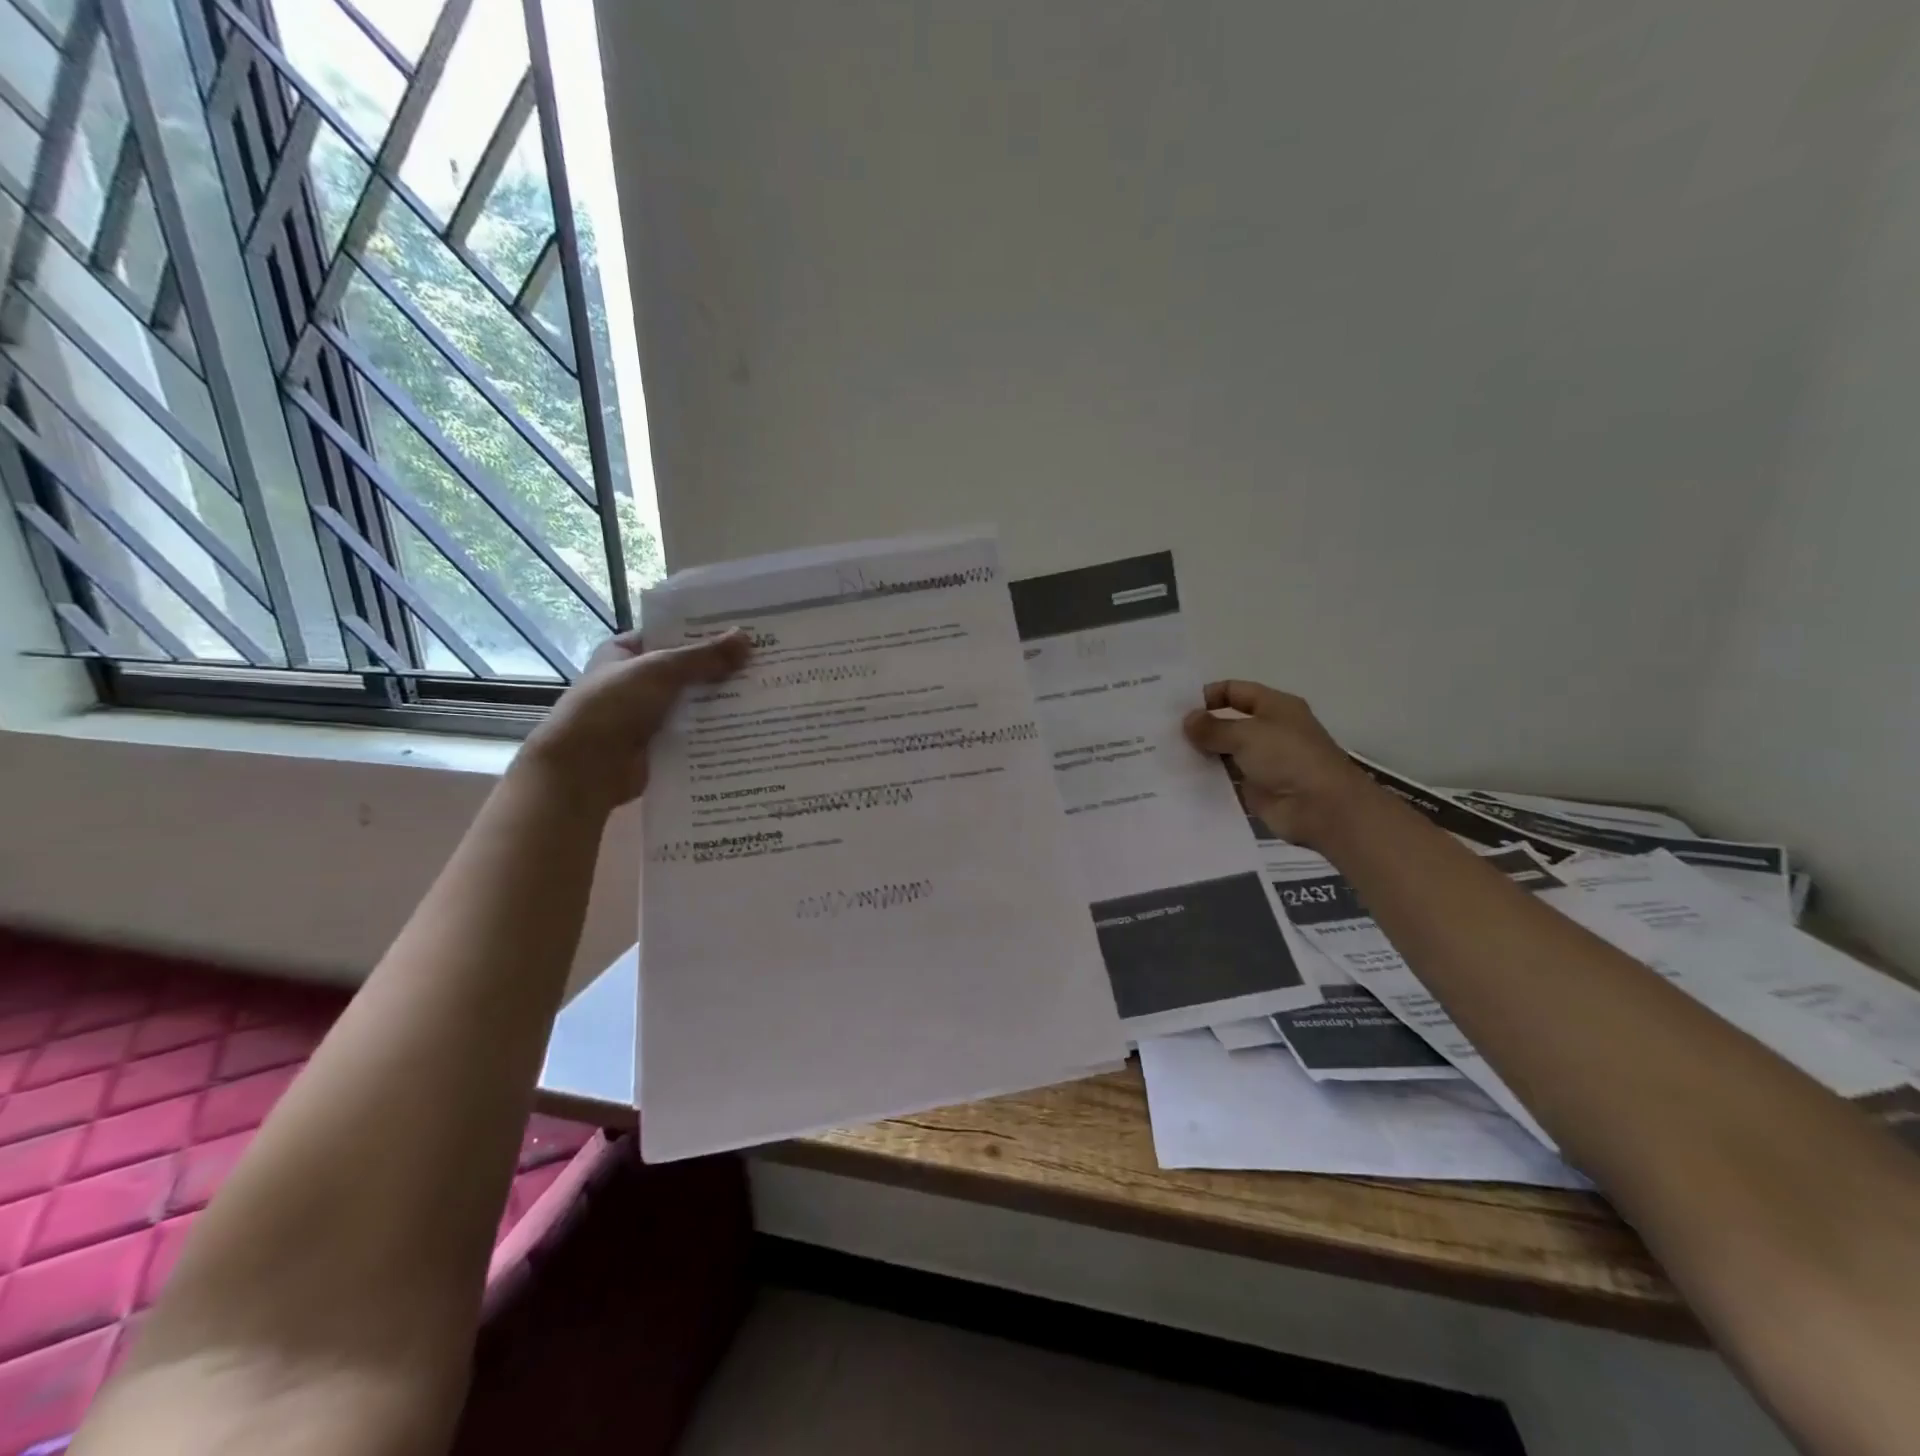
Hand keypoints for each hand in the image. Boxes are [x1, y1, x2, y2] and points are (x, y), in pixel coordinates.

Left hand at [518, 629, 751, 810]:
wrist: (585, 770)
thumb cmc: (612, 707)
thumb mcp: (660, 671)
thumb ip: (704, 656)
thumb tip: (747, 638)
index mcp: (624, 653)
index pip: (670, 633)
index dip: (704, 631)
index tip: (744, 630)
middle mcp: (638, 681)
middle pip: (687, 669)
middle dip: (722, 668)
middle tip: (766, 661)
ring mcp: (650, 714)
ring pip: (695, 702)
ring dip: (724, 700)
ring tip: (768, 692)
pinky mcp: (662, 744)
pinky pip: (696, 731)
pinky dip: (718, 729)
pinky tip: (752, 724)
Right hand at [1183, 680, 1375, 846]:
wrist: (1322, 808)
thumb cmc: (1289, 758)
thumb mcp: (1248, 734)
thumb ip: (1213, 727)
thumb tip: (1188, 720)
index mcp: (1274, 707)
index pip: (1235, 691)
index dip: (1207, 695)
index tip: (1176, 708)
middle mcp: (1268, 730)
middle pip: (1227, 722)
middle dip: (1199, 726)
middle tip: (1162, 732)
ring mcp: (1262, 761)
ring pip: (1223, 752)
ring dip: (1199, 754)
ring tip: (1164, 756)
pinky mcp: (1255, 788)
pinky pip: (1225, 779)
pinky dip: (1206, 779)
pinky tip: (1179, 780)